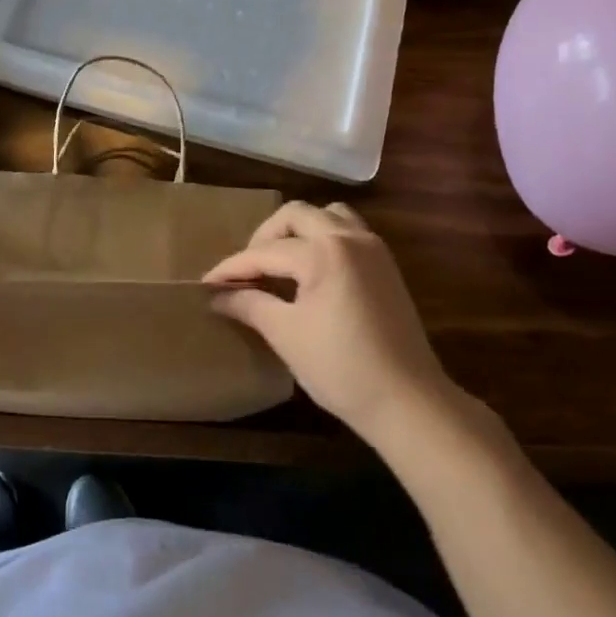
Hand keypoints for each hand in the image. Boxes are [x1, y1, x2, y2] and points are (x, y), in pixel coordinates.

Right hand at [205, 201, 460, 439]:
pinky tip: (311, 270)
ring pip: (326, 215)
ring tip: (280, 262)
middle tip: (247, 269)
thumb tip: (217, 296)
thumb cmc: (341, 368)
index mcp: (324, 252)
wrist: (409, 401)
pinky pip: (347, 231)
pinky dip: (323, 238)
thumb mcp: (286, 335)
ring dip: (298, 230)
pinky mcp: (385, 265)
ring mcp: (372, 248)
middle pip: (295, 215)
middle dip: (264, 237)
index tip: (207, 284)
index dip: (232, 268)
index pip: (265, 252)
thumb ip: (249, 305)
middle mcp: (349, 237)